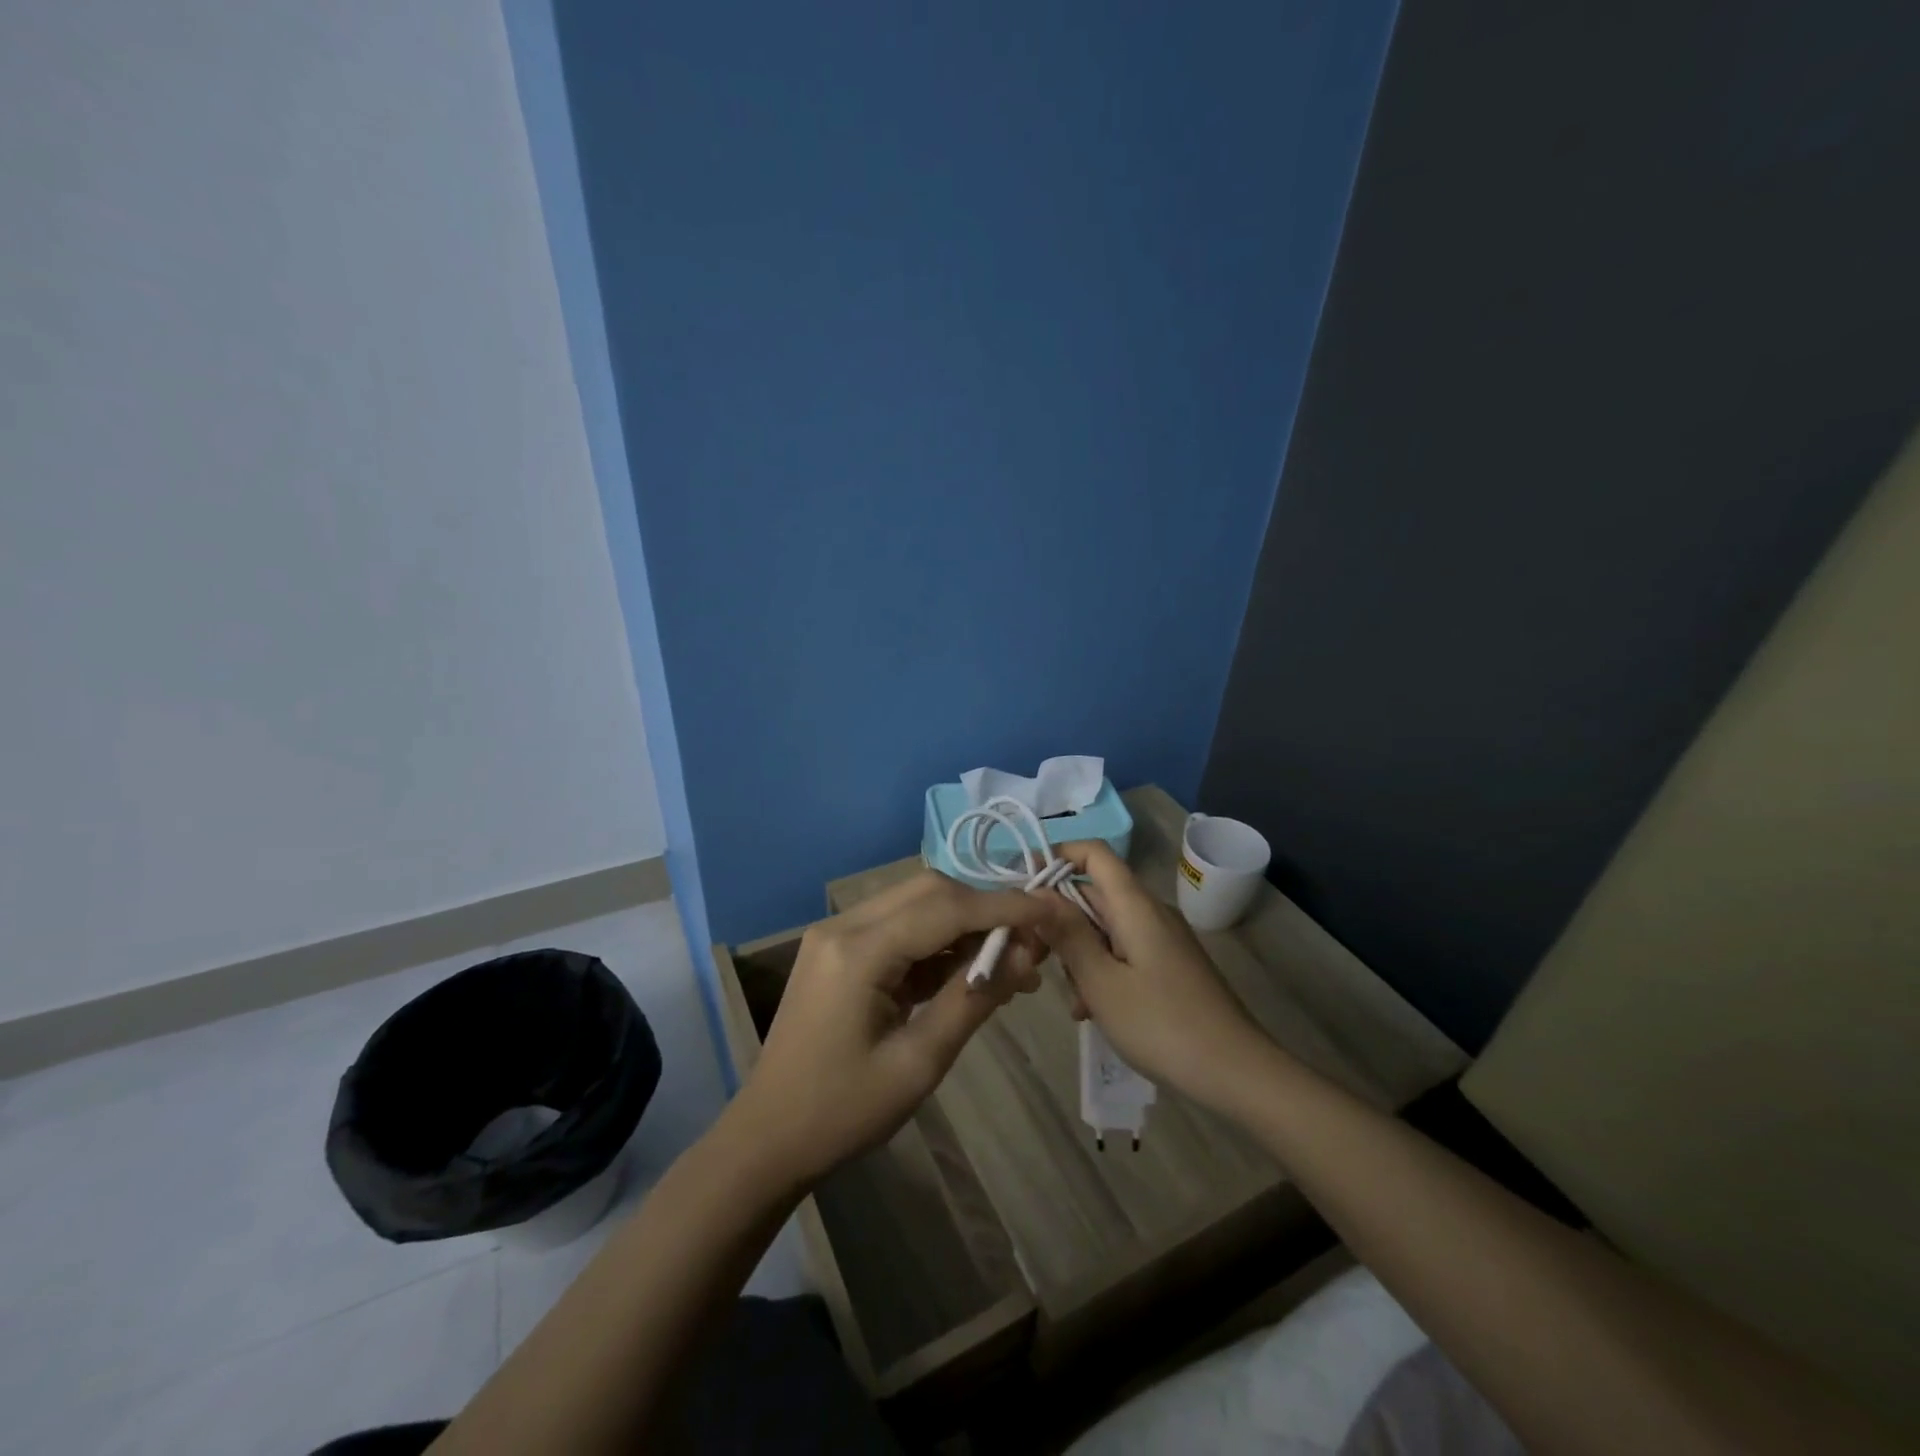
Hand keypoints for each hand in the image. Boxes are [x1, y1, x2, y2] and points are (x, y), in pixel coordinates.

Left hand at [732, 872, 1047, 1185]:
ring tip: (1011, 962)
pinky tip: (968, 971)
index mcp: (857, 952)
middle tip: (1030, 942)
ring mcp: (836, 934)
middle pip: (929, 890)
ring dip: (964, 923)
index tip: (1052, 911)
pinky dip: (937, 942)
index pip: (945, 908)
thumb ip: (973, 999)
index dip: (1004, 906)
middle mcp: (843, 926)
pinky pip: (898, 927)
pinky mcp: (837, 948)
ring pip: (915, 903)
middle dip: (985, 908)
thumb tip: (1027, 953)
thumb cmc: (843, 1112)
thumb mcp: (919, 1063)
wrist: (768, 1138)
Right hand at [1038, 841, 1270, 1109]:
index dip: (1057, 855)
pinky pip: (1123, 951)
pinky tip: (1092, 1010)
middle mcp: (1150, 912)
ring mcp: (1162, 939)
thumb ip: (1067, 934)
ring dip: (1079, 953)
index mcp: (1135, 905)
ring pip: (1105, 927)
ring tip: (1072, 999)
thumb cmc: (1162, 1025)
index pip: (1094, 853)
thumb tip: (1037, 893)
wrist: (1237, 1072)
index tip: (1024, 886)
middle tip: (1034, 957)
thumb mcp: (1102, 983)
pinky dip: (1102, 970)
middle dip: (1060, 919)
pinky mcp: (1169, 965)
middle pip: (1095, 893)